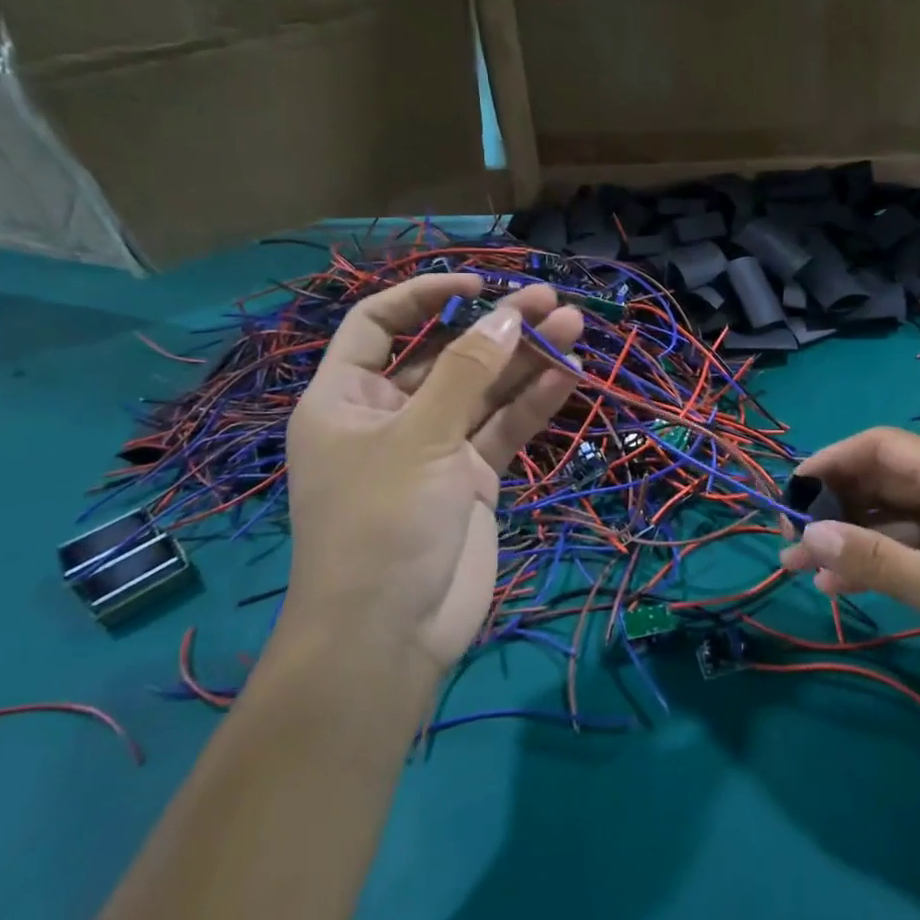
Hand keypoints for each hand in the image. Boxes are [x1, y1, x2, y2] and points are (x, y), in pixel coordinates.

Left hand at [282, 275, 581, 672]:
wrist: (392, 635)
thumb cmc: (381, 524)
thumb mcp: (420, 437)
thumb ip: (466, 372)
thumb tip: (507, 315)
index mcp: (346, 399)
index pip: (378, 325)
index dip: (425, 296)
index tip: (477, 284)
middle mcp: (390, 416)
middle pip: (445, 354)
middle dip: (495, 327)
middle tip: (549, 300)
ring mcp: (435, 448)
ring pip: (484, 390)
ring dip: (526, 360)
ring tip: (574, 325)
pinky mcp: (472, 479)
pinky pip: (504, 430)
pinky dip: (534, 403)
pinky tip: (571, 374)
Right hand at [780, 427, 919, 718]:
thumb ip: (872, 561)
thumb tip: (806, 536)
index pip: (879, 446)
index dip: (830, 462)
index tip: (790, 493)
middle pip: (885, 481)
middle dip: (834, 508)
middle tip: (790, 542)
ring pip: (898, 518)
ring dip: (854, 540)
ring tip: (804, 571)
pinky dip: (885, 561)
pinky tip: (848, 586)